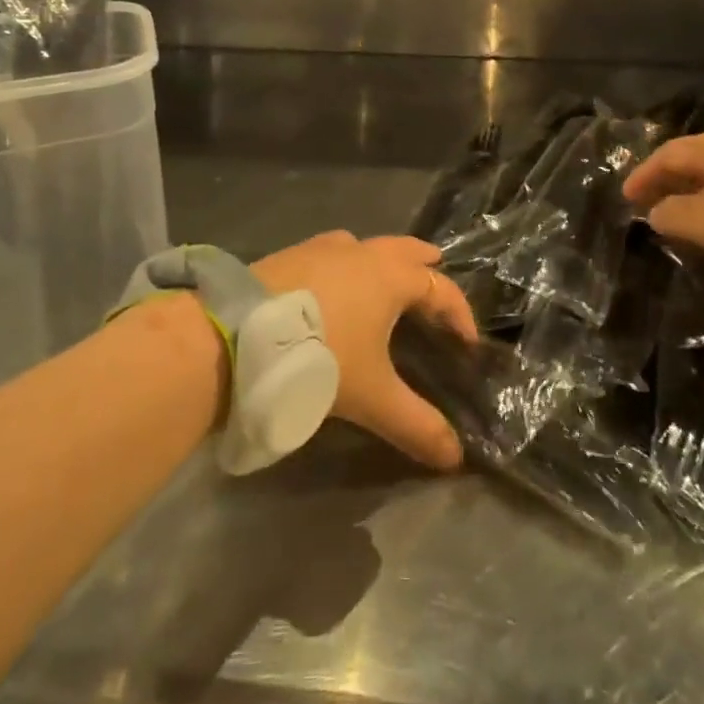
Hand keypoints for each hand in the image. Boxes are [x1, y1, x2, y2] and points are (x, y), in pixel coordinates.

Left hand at [251, 231, 477, 470]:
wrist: (237, 333)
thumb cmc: (319, 356)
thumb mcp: (372, 397)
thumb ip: (416, 425)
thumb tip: (455, 458)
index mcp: (391, 277)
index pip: (440, 288)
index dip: (460, 313)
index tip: (467, 342)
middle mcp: (362, 253)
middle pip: (406, 249)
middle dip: (425, 264)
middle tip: (436, 276)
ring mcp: (324, 248)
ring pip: (367, 245)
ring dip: (384, 260)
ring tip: (386, 283)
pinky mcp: (291, 254)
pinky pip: (334, 252)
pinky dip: (348, 263)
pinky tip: (333, 285)